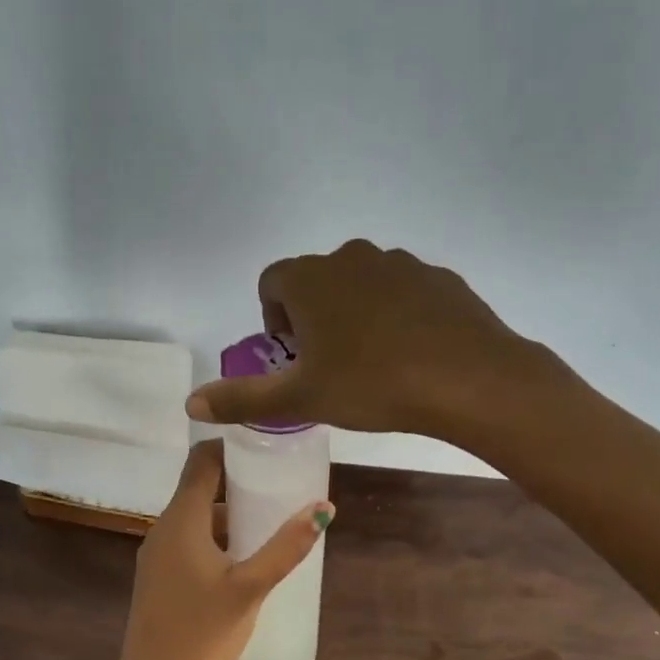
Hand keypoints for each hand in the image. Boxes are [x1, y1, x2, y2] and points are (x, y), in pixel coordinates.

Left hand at [104, 440, 332, 659]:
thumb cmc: (201, 632)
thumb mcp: (250, 588)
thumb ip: (286, 547)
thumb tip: (323, 509)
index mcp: (182, 520)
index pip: (201, 460)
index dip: (232, 446)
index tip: (267, 445)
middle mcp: (164, 527)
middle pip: (199, 485)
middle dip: (238, 479)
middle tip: (280, 482)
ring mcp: (158, 552)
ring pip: (196, 515)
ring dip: (229, 510)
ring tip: (270, 518)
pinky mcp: (158, 574)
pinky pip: (189, 538)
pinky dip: (216, 534)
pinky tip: (244, 555)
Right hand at [185, 239, 566, 443]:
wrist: (470, 379)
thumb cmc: (372, 384)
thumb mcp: (301, 398)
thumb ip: (243, 398)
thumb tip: (190, 403)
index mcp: (311, 279)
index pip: (271, 284)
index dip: (274, 321)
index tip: (294, 358)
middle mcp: (351, 257)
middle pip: (316, 283)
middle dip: (313, 319)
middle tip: (330, 366)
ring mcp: (400, 263)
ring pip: (360, 286)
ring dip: (354, 316)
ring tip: (372, 364)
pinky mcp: (439, 277)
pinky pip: (402, 293)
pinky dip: (396, 316)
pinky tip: (411, 354)